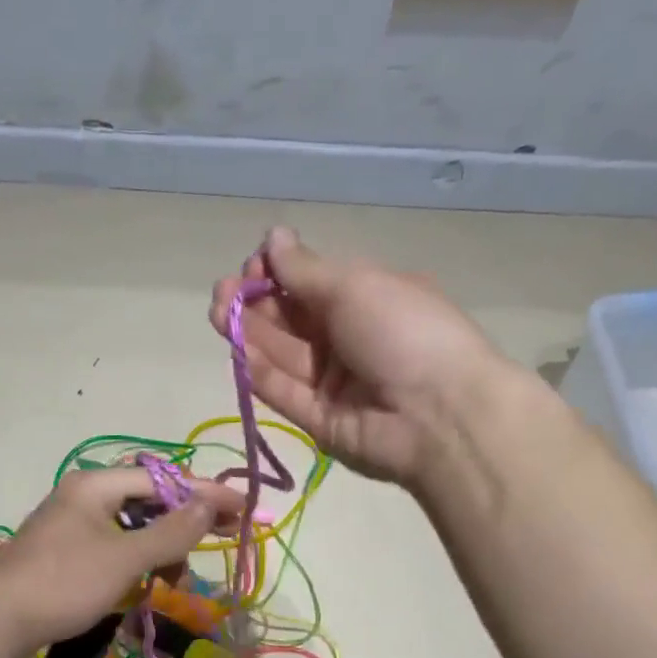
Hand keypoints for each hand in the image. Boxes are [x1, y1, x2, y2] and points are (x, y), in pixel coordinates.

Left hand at [0, 468, 243, 657]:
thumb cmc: (64, 584)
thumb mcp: (125, 558)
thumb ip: (171, 531)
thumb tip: (209, 503)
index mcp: (95, 485)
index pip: (163, 480)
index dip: (206, 493)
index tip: (244, 507)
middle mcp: (82, 496)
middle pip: (147, 499)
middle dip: (186, 519)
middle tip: (227, 533)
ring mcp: (70, 524)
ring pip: (131, 525)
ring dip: (161, 545)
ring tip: (178, 573)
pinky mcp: (64, 552)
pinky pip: (113, 545)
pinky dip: (136, 559)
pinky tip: (149, 579)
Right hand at [208, 227, 516, 485]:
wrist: (439, 415)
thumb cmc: (404, 332)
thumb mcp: (355, 287)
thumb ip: (305, 269)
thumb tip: (273, 237)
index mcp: (366, 298)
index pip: (309, 283)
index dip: (277, 273)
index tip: (255, 267)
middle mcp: (347, 338)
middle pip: (290, 320)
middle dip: (254, 303)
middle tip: (222, 295)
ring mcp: (332, 382)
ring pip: (282, 355)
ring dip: (249, 334)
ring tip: (218, 313)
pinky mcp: (319, 421)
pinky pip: (285, 393)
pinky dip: (261, 373)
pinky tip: (239, 352)